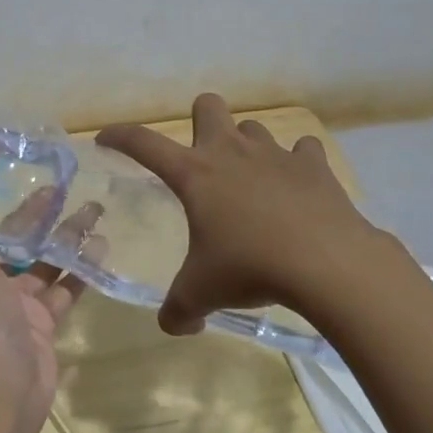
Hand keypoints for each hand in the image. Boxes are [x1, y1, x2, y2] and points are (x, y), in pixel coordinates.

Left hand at [0, 175, 89, 432]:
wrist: (9, 392)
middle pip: (0, 241)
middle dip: (22, 214)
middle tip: (49, 183)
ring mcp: (14, 304)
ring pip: (39, 262)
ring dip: (60, 239)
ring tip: (89, 208)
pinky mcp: (41, 321)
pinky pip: (62, 289)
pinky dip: (79, 271)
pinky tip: (100, 247)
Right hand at [97, 93, 389, 334]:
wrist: (326, 263)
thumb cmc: (250, 269)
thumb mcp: (201, 294)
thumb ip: (179, 310)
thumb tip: (176, 326)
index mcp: (193, 174)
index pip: (143, 143)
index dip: (120, 136)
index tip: (106, 139)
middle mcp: (230, 152)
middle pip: (207, 106)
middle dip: (200, 122)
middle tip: (203, 159)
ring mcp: (275, 154)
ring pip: (253, 127)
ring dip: (247, 147)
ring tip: (252, 181)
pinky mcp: (314, 165)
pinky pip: (302, 149)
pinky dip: (297, 163)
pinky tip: (296, 187)